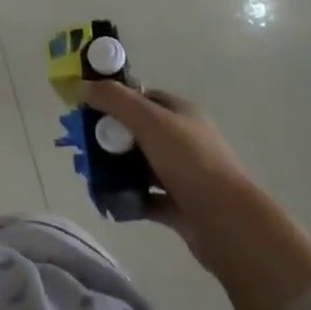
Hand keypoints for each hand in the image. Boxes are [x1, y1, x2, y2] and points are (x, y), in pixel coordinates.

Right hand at [84, 83, 251, 269]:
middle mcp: (183, 140)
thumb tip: (81, 85)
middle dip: (110, 137)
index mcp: (181, 113)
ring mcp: (183, 175)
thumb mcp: (149, 121)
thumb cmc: (190, 162)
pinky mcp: (181, 207)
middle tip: (83, 146)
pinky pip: (148, 198)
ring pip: (142, 165)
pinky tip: (109, 201)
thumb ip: (115, 100)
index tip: (86, 108)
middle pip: (139, 131)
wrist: (228, 224)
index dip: (114, 99)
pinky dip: (129, 198)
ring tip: (89, 175)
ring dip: (117, 169)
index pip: (142, 97)